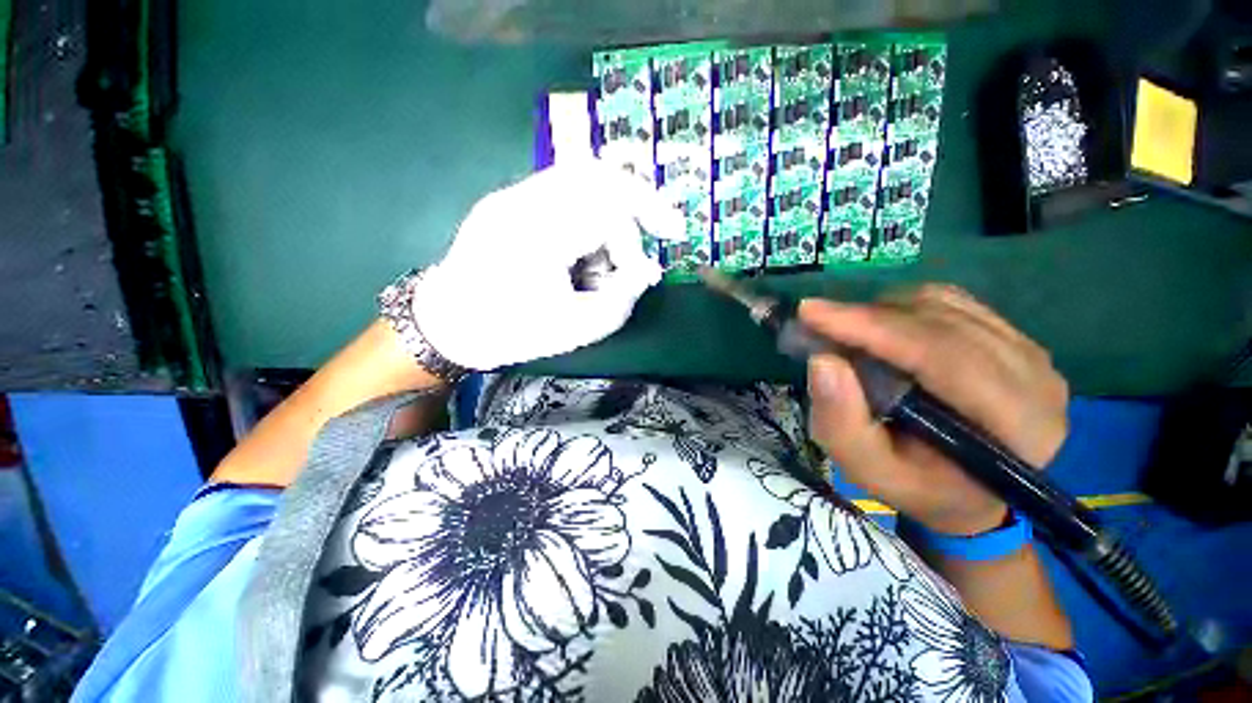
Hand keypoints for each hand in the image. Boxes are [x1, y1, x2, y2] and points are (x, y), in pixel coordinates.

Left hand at [411, 161, 683, 369]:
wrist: (447, 324)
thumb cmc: (510, 332)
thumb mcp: (576, 329)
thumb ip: (621, 299)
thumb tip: (646, 273)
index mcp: (539, 231)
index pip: (610, 201)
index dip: (646, 218)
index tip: (667, 240)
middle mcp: (524, 200)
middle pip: (599, 174)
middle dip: (635, 208)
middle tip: (651, 239)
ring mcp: (513, 195)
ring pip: (583, 180)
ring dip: (609, 217)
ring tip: (608, 263)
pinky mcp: (510, 201)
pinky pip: (564, 193)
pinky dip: (588, 219)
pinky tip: (584, 255)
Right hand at [801, 285, 1068, 534]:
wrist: (969, 492)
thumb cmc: (918, 486)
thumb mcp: (868, 469)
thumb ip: (841, 422)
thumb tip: (823, 359)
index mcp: (1014, 424)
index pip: (941, 353)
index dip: (871, 327)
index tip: (810, 311)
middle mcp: (1035, 378)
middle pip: (940, 322)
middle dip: (867, 317)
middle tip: (817, 324)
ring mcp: (1030, 352)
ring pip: (943, 304)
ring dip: (883, 312)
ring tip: (848, 334)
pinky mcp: (1014, 337)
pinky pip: (950, 301)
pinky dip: (903, 309)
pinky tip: (881, 330)